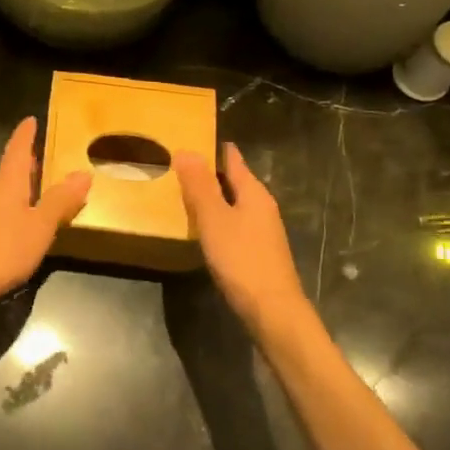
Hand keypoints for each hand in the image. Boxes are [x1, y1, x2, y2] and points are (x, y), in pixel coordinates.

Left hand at [0, 118, 91, 320]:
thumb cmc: (1, 249)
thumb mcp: (39, 226)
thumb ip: (60, 201)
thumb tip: (83, 172)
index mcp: (9, 184)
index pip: (18, 150)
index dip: (26, 135)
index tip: (31, 118)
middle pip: (11, 169)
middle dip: (26, 158)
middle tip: (42, 148)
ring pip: (7, 191)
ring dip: (23, 183)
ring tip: (40, 181)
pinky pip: (5, 211)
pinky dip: (19, 206)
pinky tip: (26, 219)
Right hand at [174, 143, 309, 335]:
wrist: (272, 311)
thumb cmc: (242, 260)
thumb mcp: (214, 220)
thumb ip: (200, 186)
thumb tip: (187, 150)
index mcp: (254, 193)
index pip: (233, 159)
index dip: (214, 148)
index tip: (190, 138)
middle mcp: (262, 207)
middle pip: (234, 181)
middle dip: (209, 173)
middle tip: (177, 166)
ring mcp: (262, 231)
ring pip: (234, 204)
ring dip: (212, 197)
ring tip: (183, 194)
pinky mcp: (257, 252)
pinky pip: (234, 224)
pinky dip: (217, 219)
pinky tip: (202, 229)